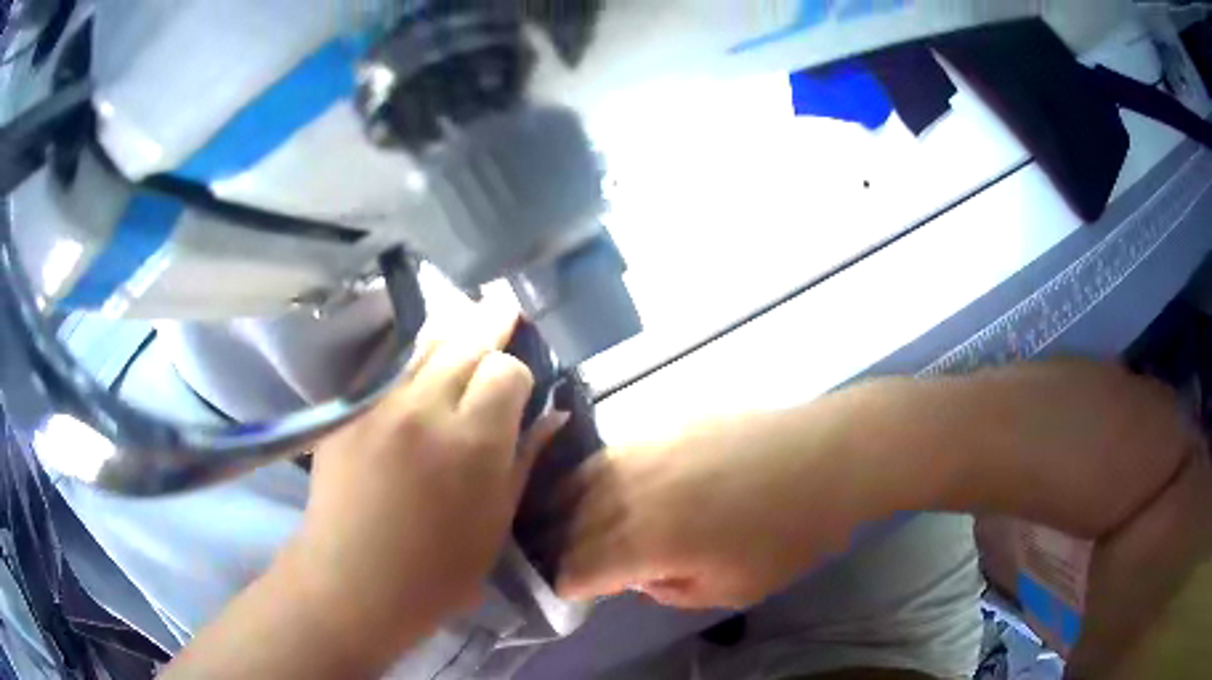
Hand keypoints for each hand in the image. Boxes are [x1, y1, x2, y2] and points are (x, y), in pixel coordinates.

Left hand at [292, 314, 566, 647]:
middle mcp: (425, 407)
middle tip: (504, 311)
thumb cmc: (438, 570)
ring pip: (424, 342)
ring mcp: (379, 403)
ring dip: (452, 331)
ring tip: (466, 324)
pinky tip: (420, 358)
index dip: (519, 373)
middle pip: (466, 340)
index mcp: (473, 441)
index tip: (519, 389)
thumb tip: (552, 416)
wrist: (354, 580)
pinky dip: (412, 353)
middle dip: (491, 324)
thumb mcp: (496, 523)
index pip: (506, 370)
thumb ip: (524, 459)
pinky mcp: (348, 408)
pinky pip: (387, 364)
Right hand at [556, 410, 865, 609]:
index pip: (578, 566)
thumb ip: (670, 590)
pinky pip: (609, 452)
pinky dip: (593, 475)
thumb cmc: (786, 536)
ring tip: (562, 522)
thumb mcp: (731, 590)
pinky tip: (601, 482)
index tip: (569, 593)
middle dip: (557, 547)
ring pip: (579, 480)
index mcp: (645, 541)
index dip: (566, 584)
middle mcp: (629, 491)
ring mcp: (643, 448)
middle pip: (569, 522)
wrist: (825, 459)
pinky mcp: (662, 422)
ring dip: (564, 507)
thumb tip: (639, 574)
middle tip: (561, 560)